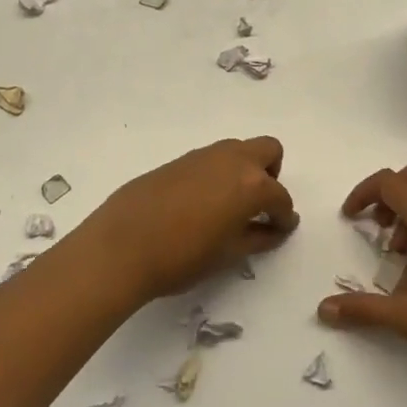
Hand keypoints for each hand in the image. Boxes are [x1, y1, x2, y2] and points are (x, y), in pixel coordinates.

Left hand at [80, 137, 298, 305]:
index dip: (284, 216)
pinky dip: (217, 174)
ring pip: (237, 150)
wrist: (122, 245)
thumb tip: (276, 229)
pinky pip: (210, 159)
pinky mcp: (178, 160)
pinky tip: (201, 204)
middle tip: (258, 205)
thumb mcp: (228, 254)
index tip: (280, 230)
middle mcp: (231, 160)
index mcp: (251, 183)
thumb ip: (258, 237)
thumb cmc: (183, 256)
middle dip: (271, 174)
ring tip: (229, 206)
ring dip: (243, 170)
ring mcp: (202, 155)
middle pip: (267, 150)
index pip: (280, 197)